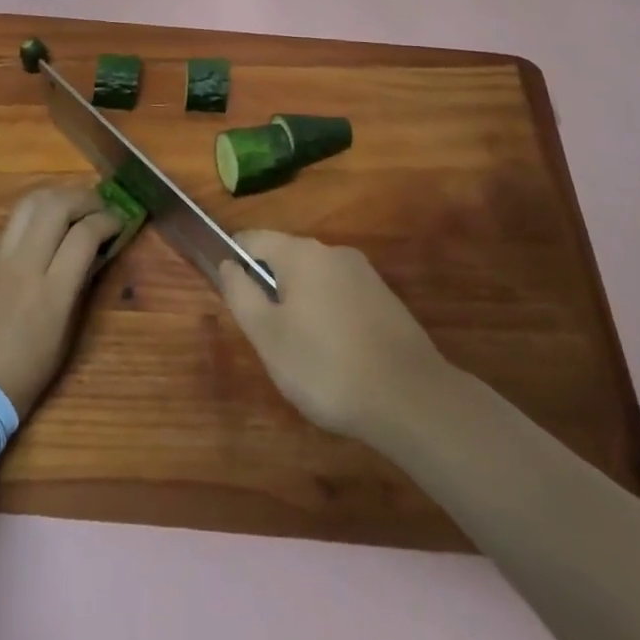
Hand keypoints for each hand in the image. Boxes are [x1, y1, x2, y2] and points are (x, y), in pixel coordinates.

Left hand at [0, 184, 122, 417]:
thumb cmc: (22, 376)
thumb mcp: (64, 337)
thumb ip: (78, 289)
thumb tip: (93, 255)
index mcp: (50, 292)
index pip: (84, 235)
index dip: (108, 221)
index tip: (119, 221)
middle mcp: (23, 264)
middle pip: (56, 205)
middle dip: (84, 199)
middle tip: (99, 207)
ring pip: (29, 203)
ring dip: (57, 197)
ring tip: (72, 207)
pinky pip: (11, 224)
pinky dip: (34, 216)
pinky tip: (42, 229)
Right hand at [220, 229, 448, 442]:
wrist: (412, 399)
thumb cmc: (326, 366)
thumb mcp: (267, 336)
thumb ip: (241, 294)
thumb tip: (228, 264)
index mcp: (300, 253)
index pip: (252, 239)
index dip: (235, 262)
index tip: (233, 299)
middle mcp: (333, 252)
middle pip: (285, 259)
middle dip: (271, 290)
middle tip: (268, 338)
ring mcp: (364, 274)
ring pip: (315, 280)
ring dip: (301, 306)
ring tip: (304, 354)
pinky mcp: (386, 300)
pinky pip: (341, 297)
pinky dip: (329, 318)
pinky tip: (337, 358)